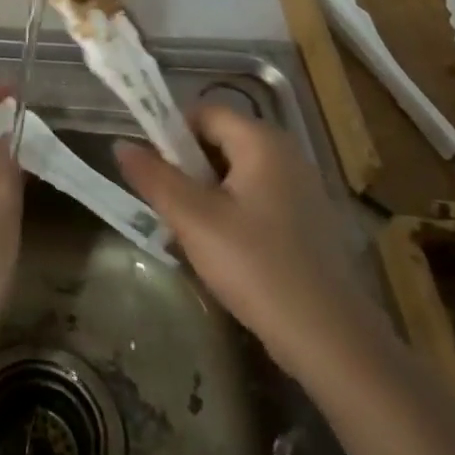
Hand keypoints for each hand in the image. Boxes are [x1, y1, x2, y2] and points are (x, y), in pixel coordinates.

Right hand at [116, 106, 384, 381]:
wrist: (333, 341)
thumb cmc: (258, 268)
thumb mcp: (194, 220)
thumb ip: (154, 177)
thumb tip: (121, 144)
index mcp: (262, 142)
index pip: (204, 112)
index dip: (170, 132)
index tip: (152, 169)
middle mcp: (286, 154)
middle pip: (219, 141)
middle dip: (185, 168)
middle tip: (167, 206)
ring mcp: (300, 189)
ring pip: (235, 174)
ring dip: (204, 194)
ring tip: (189, 232)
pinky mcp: (306, 222)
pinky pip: (255, 199)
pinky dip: (230, 213)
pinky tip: (222, 252)